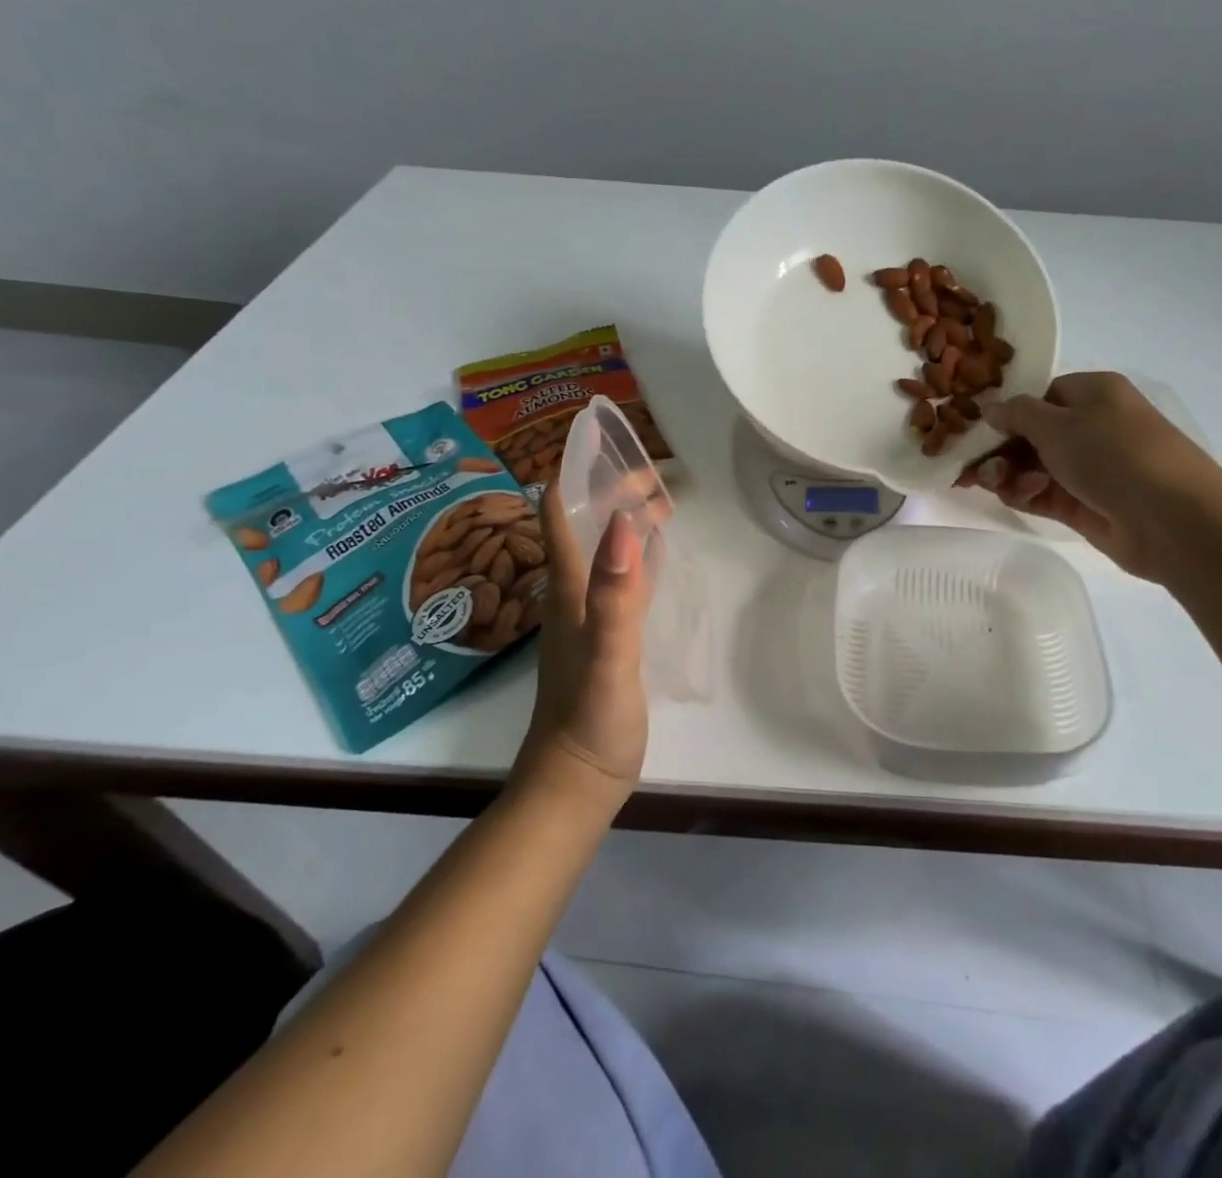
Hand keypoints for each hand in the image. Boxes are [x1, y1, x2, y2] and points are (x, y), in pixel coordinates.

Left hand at [512, 482, 650, 801]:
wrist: (576, 782)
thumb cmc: (590, 721)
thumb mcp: (608, 658)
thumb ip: (615, 595)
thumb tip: (622, 523)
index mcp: (569, 588)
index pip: (561, 513)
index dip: (577, 471)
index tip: (606, 439)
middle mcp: (573, 592)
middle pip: (585, 524)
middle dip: (612, 489)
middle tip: (655, 472)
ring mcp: (588, 614)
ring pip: (602, 548)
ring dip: (624, 517)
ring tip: (660, 499)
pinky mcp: (605, 635)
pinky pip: (619, 577)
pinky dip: (635, 552)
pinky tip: (653, 553)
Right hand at [957, 371, 1221, 583]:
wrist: (1172, 519)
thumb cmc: (1113, 454)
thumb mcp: (1057, 424)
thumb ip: (1017, 415)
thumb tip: (991, 409)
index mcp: (1093, 393)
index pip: (1040, 396)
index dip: (1008, 413)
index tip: (975, 430)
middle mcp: (1092, 427)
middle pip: (1031, 434)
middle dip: (999, 449)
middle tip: (971, 466)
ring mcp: (1089, 468)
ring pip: (1033, 466)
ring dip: (1009, 473)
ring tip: (994, 483)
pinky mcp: (1085, 504)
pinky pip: (1043, 493)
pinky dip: (1025, 493)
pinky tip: (1016, 496)